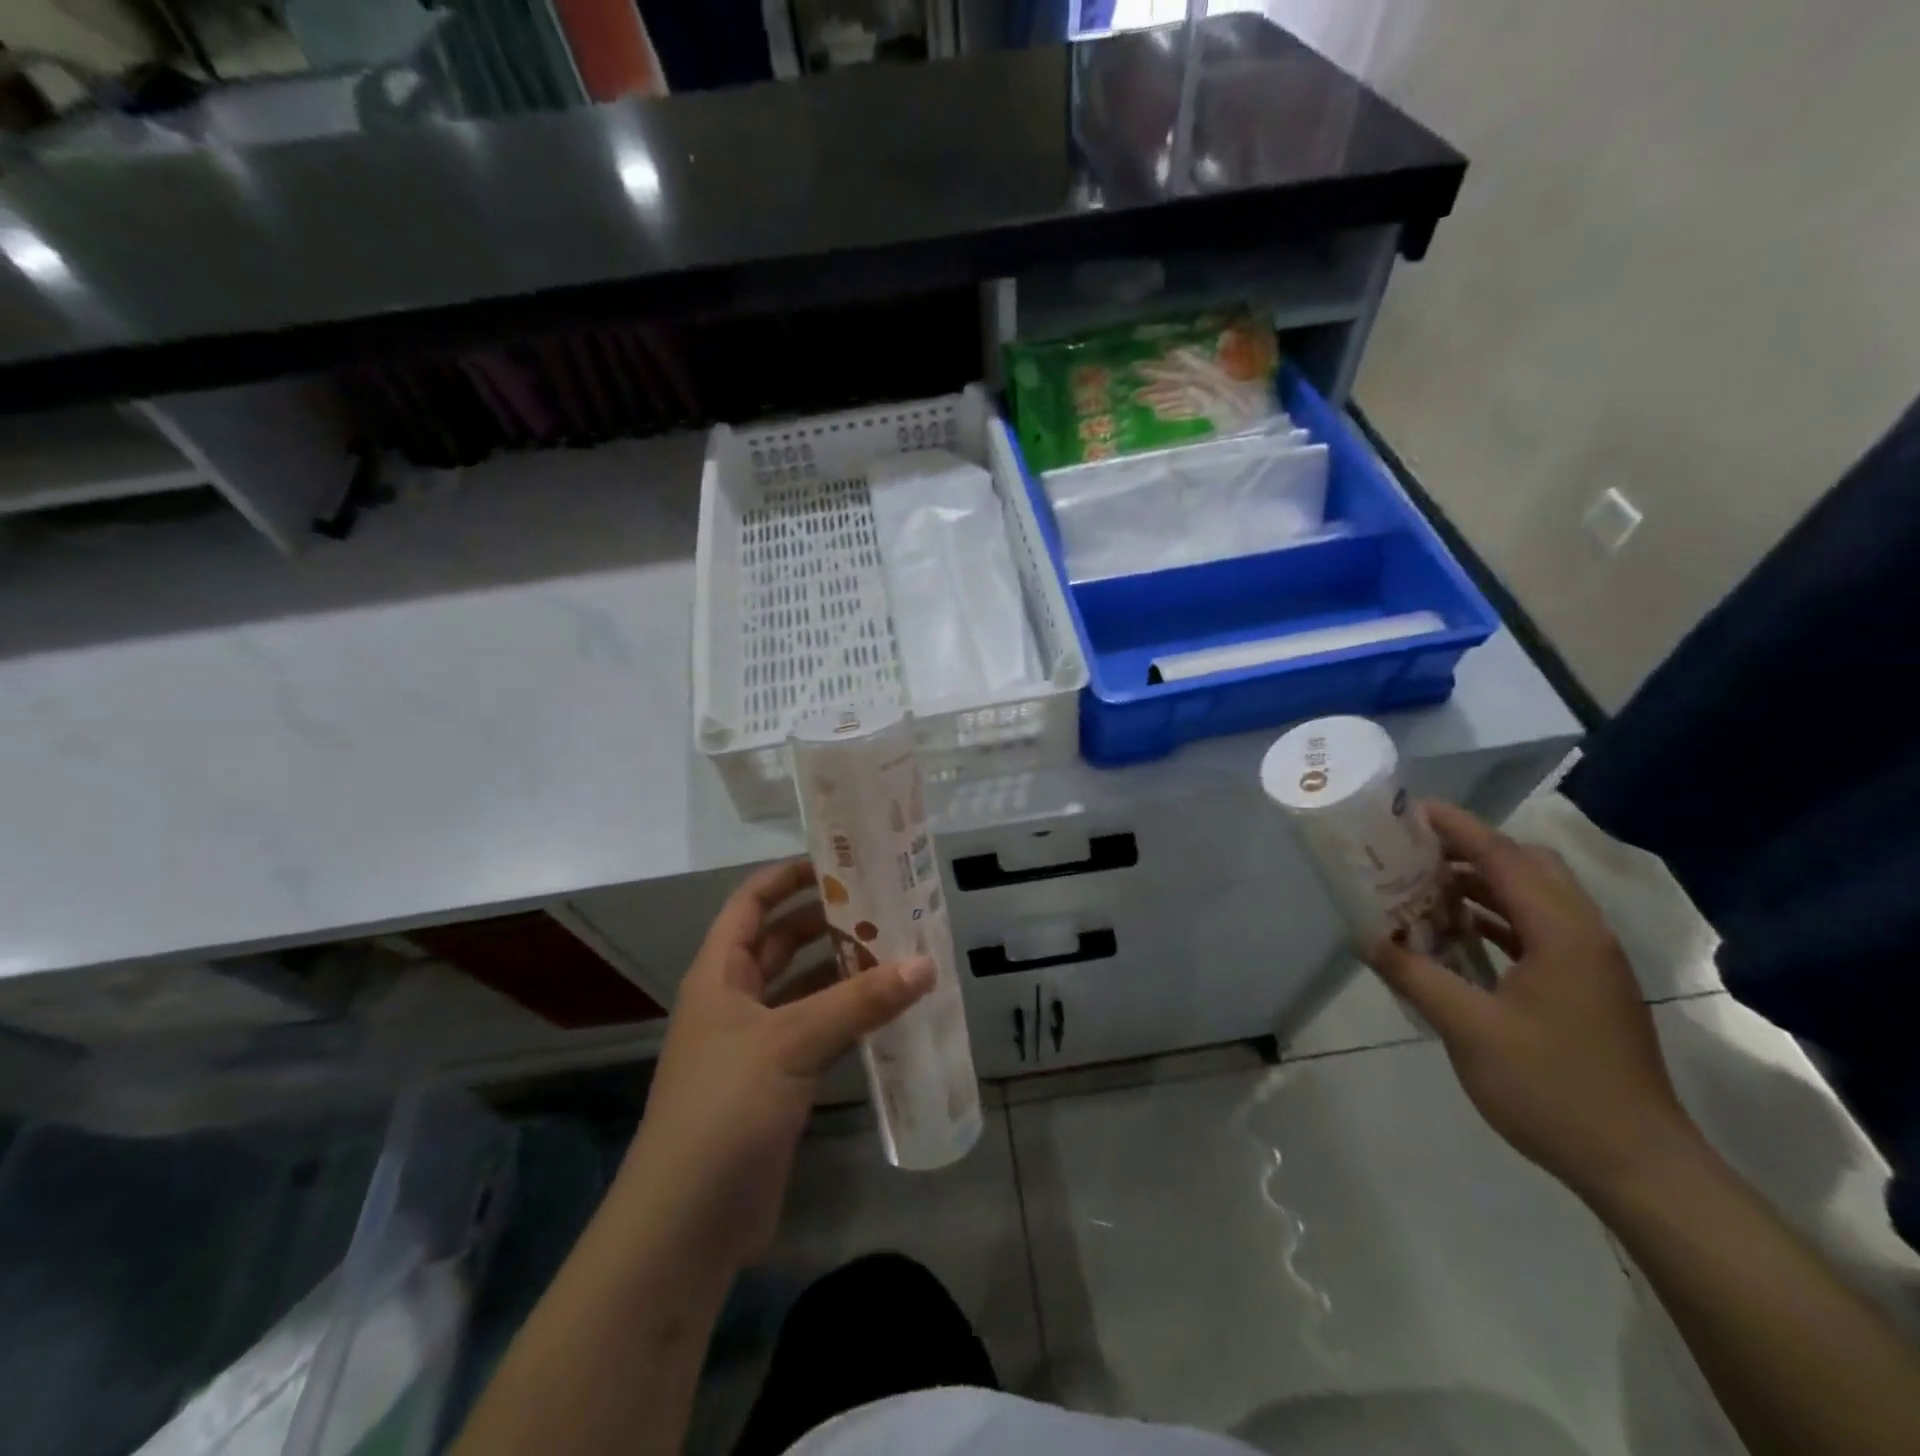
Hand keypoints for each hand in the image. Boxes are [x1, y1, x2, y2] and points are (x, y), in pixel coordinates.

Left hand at [614, 859, 933, 1272]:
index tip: (838, 861)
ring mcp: (756, 1045)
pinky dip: (849, 1019)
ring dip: (843, 971)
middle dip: (827, 922)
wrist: (686, 1226)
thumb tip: (925, 963)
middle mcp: (735, 1001)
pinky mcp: (777, 1085)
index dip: (787, 877)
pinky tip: (889, 1012)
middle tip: (884, 905)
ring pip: (804, 990)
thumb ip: (860, 1002)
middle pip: (782, 942)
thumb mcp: (792, 1043)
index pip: (750, 904)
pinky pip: (818, 1034)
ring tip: (898, 950)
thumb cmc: (724, 1110)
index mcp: (720, 975)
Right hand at [1369, 802, 1705, 1203]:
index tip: (1411, 809)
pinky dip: (1498, 916)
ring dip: (1484, 883)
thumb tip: (1365, 936)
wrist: (1640, 1167)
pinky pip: (1539, 928)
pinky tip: (1461, 933)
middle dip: (1470, 849)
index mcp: (1562, 933)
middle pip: (1528, 866)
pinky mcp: (1589, 987)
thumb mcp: (1468, 1028)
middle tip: (1415, 851)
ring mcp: (1591, 962)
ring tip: (1426, 886)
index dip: (1458, 828)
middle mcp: (1584, 934)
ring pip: (1536, 896)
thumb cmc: (1552, 1089)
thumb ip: (1414, 973)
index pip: (1504, 857)